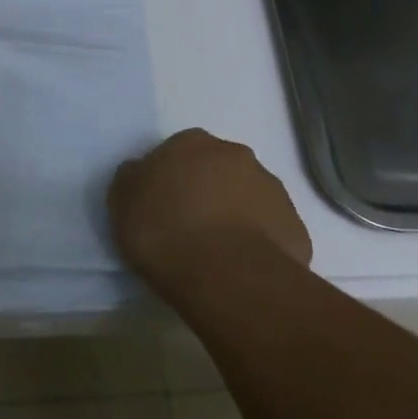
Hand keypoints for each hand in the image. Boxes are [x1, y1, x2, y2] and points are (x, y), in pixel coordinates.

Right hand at [108, 129, 310, 293]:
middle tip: (191, 227)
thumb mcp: (122, 201)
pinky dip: (260, 244)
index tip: (162, 207)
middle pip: (218, 170)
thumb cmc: (165, 231)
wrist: (227, 276)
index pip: (178, 152)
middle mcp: (236, 155)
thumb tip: (141, 173)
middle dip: (208, 191)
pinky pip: (272, 231)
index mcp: (192, 142)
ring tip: (219, 254)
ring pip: (249, 198)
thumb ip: (132, 179)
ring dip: (236, 215)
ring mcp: (272, 189)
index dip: (170, 179)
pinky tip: (244, 269)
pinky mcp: (295, 226)